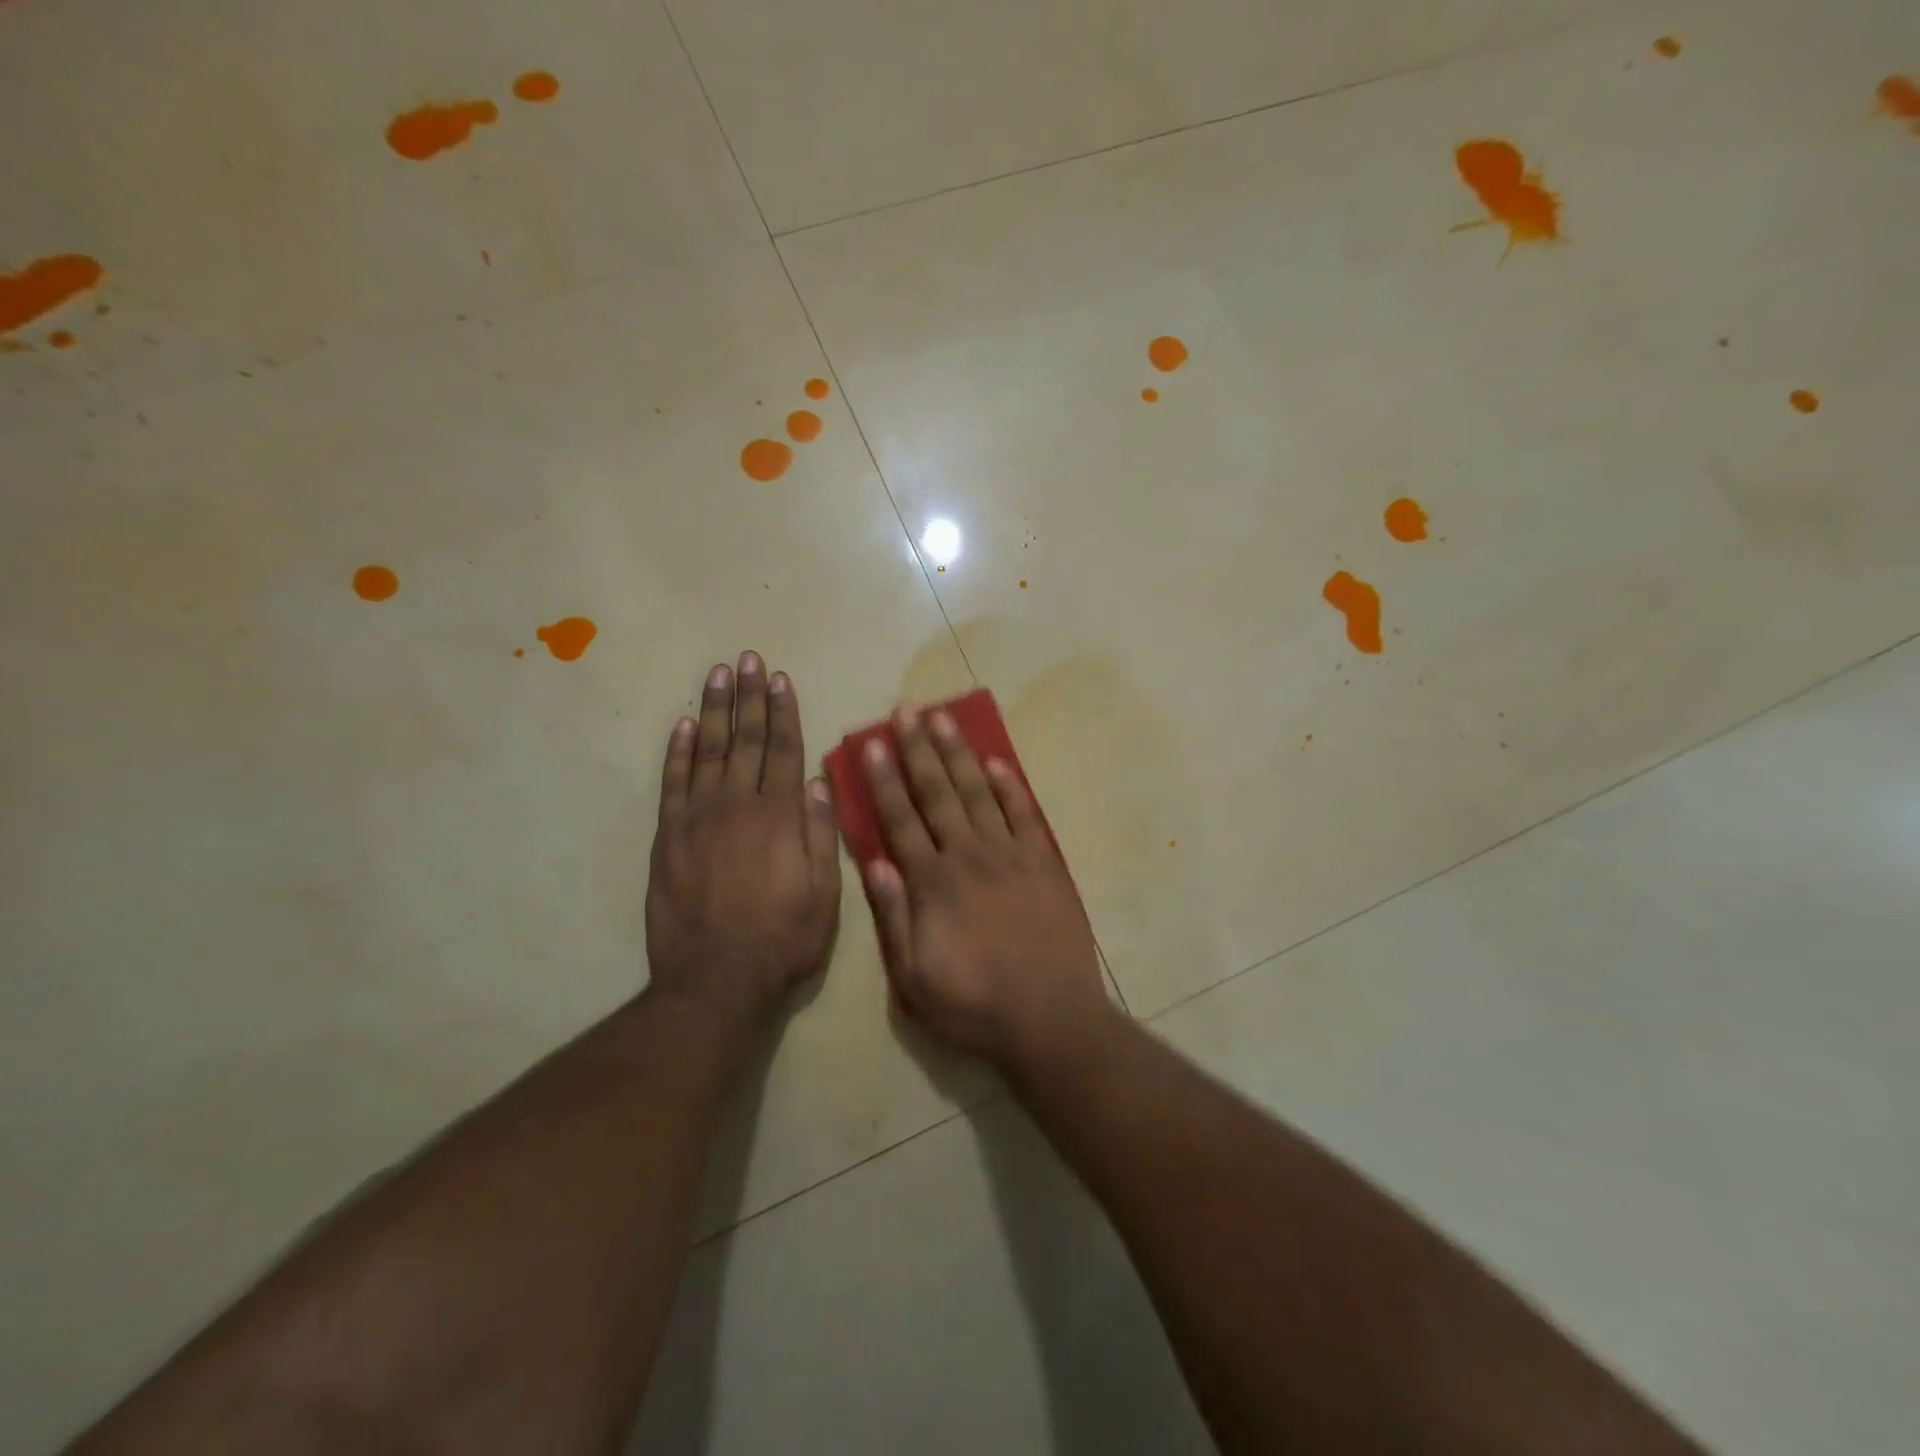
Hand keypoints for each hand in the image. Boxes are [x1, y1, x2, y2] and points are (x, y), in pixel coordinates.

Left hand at [645, 652, 840, 1025]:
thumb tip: (820, 782)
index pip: (784, 750)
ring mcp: (697, 819)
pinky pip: (672, 783)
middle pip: (746, 740)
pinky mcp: (667, 838)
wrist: (715, 981)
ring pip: (707, 751)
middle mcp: (738, 806)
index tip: (781, 678)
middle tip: (748, 658)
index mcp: (780, 817)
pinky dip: (677, 752)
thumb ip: (821, 834)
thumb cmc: (782, 940)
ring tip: (718, 674)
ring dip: (713, 710)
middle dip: (749, 697)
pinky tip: (682, 725)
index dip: (784, 712)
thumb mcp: (824, 894)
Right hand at [862, 705, 1111, 1070]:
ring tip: (944, 719)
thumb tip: (876, 861)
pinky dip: (1010, 786)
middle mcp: (968, 857)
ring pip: (978, 793)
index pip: (901, 820)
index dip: (885, 780)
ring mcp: (1010, 855)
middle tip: (908, 709)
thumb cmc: (974, 1005)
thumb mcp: (913, 978)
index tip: (874, 743)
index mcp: (932, 884)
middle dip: (919, 750)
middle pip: (938, 794)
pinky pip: (1025, 814)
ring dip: (959, 754)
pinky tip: (997, 762)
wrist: (1050, 1018)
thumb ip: (893, 918)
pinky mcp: (1044, 863)